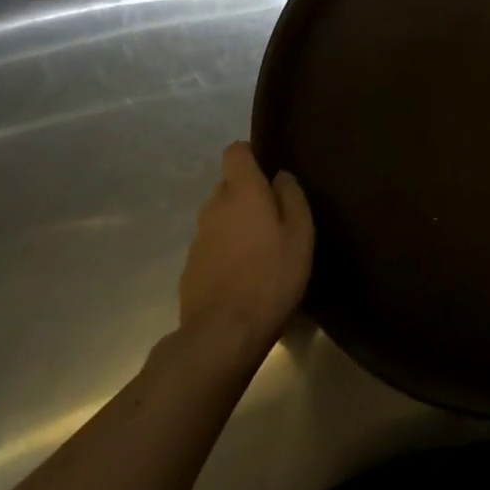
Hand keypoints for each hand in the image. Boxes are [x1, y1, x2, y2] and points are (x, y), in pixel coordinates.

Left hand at [177, 143, 313, 355]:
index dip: (251, 155)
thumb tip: (280, 176)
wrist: (222, 338)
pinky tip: (242, 276)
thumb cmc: (271, 277)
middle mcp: (214, 207)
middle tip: (272, 217)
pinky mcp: (189, 270)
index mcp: (241, 192)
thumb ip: (291, 196)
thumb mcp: (300, 234)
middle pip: (228, 186)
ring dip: (236, 225)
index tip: (267, 170)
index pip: (235, 152)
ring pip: (219, 218)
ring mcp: (198, 240)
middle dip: (246, 194)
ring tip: (259, 251)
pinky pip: (211, 247)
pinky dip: (225, 253)